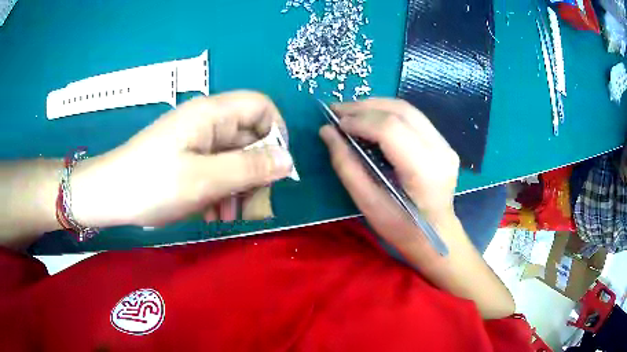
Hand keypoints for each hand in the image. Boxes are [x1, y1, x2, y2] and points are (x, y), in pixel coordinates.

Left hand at [71, 91, 293, 227]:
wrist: (109, 195)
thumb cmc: (152, 184)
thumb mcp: (204, 180)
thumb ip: (249, 168)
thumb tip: (289, 161)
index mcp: (212, 114)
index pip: (262, 108)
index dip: (276, 134)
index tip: (276, 170)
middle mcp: (207, 121)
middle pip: (249, 137)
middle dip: (257, 171)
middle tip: (253, 206)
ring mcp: (196, 141)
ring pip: (234, 157)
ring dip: (238, 187)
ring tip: (230, 216)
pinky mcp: (187, 157)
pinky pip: (216, 169)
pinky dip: (221, 190)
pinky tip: (213, 214)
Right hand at [320, 98, 460, 255]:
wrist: (436, 235)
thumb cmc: (402, 229)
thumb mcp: (368, 204)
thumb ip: (346, 165)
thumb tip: (327, 132)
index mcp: (424, 171)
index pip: (390, 129)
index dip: (360, 120)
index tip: (335, 123)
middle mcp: (440, 150)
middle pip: (400, 111)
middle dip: (364, 107)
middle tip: (337, 110)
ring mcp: (445, 144)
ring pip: (407, 109)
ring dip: (375, 106)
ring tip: (350, 112)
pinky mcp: (444, 143)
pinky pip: (413, 117)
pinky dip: (388, 113)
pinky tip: (371, 119)